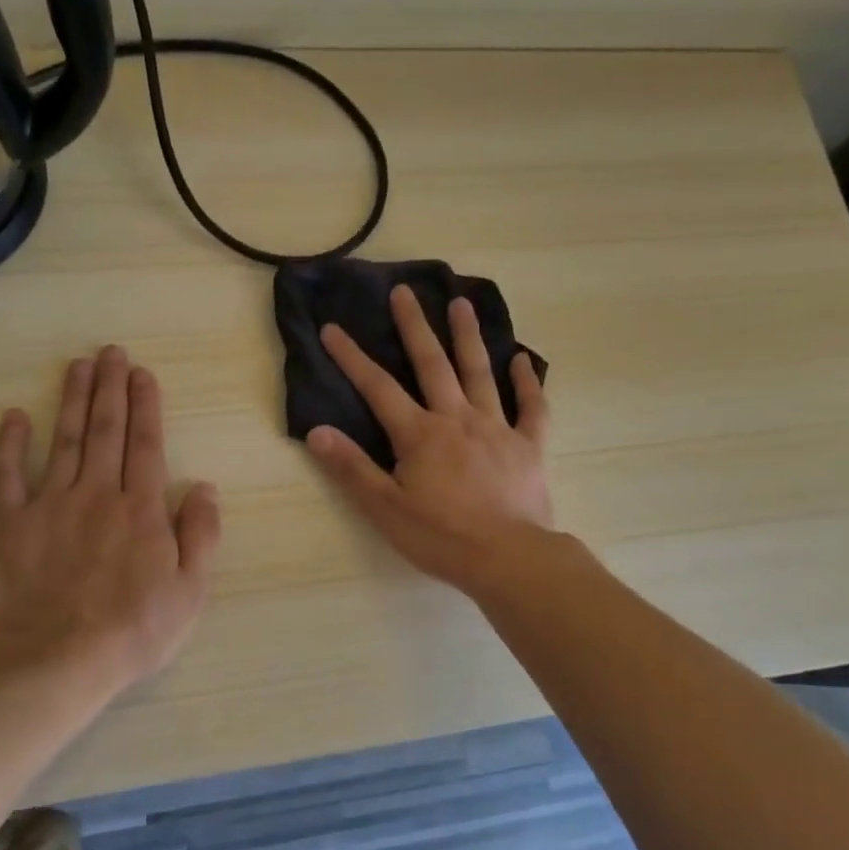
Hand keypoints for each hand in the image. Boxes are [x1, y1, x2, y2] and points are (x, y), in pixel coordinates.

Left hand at [0, 346, 220, 693]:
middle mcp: (97, 494)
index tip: (143, 374)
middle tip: (111, 352)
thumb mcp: (190, 590)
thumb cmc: (133, 630)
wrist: (54, 662)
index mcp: (141, 508)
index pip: (146, 444)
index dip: (146, 405)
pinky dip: (10, 444)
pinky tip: (14, 416)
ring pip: (63, 440)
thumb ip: (201, 534)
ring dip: (71, 399)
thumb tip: (204, 487)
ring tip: (78, 365)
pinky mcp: (12, 524)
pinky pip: (8, 476)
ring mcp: (50, 505)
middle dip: (110, 388)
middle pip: (105, 430)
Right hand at [305, 286, 552, 596]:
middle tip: (404, 291)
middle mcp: (457, 419)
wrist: (509, 558)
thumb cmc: (441, 537)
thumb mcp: (385, 508)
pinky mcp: (528, 446)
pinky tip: (523, 359)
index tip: (333, 328)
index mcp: (420, 434)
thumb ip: (352, 468)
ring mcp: (497, 428)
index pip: (378, 389)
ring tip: (461, 303)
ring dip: (469, 337)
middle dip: (414, 327)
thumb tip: (317, 432)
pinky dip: (528, 382)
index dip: (352, 358)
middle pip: (432, 365)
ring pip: (481, 373)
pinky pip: (531, 407)